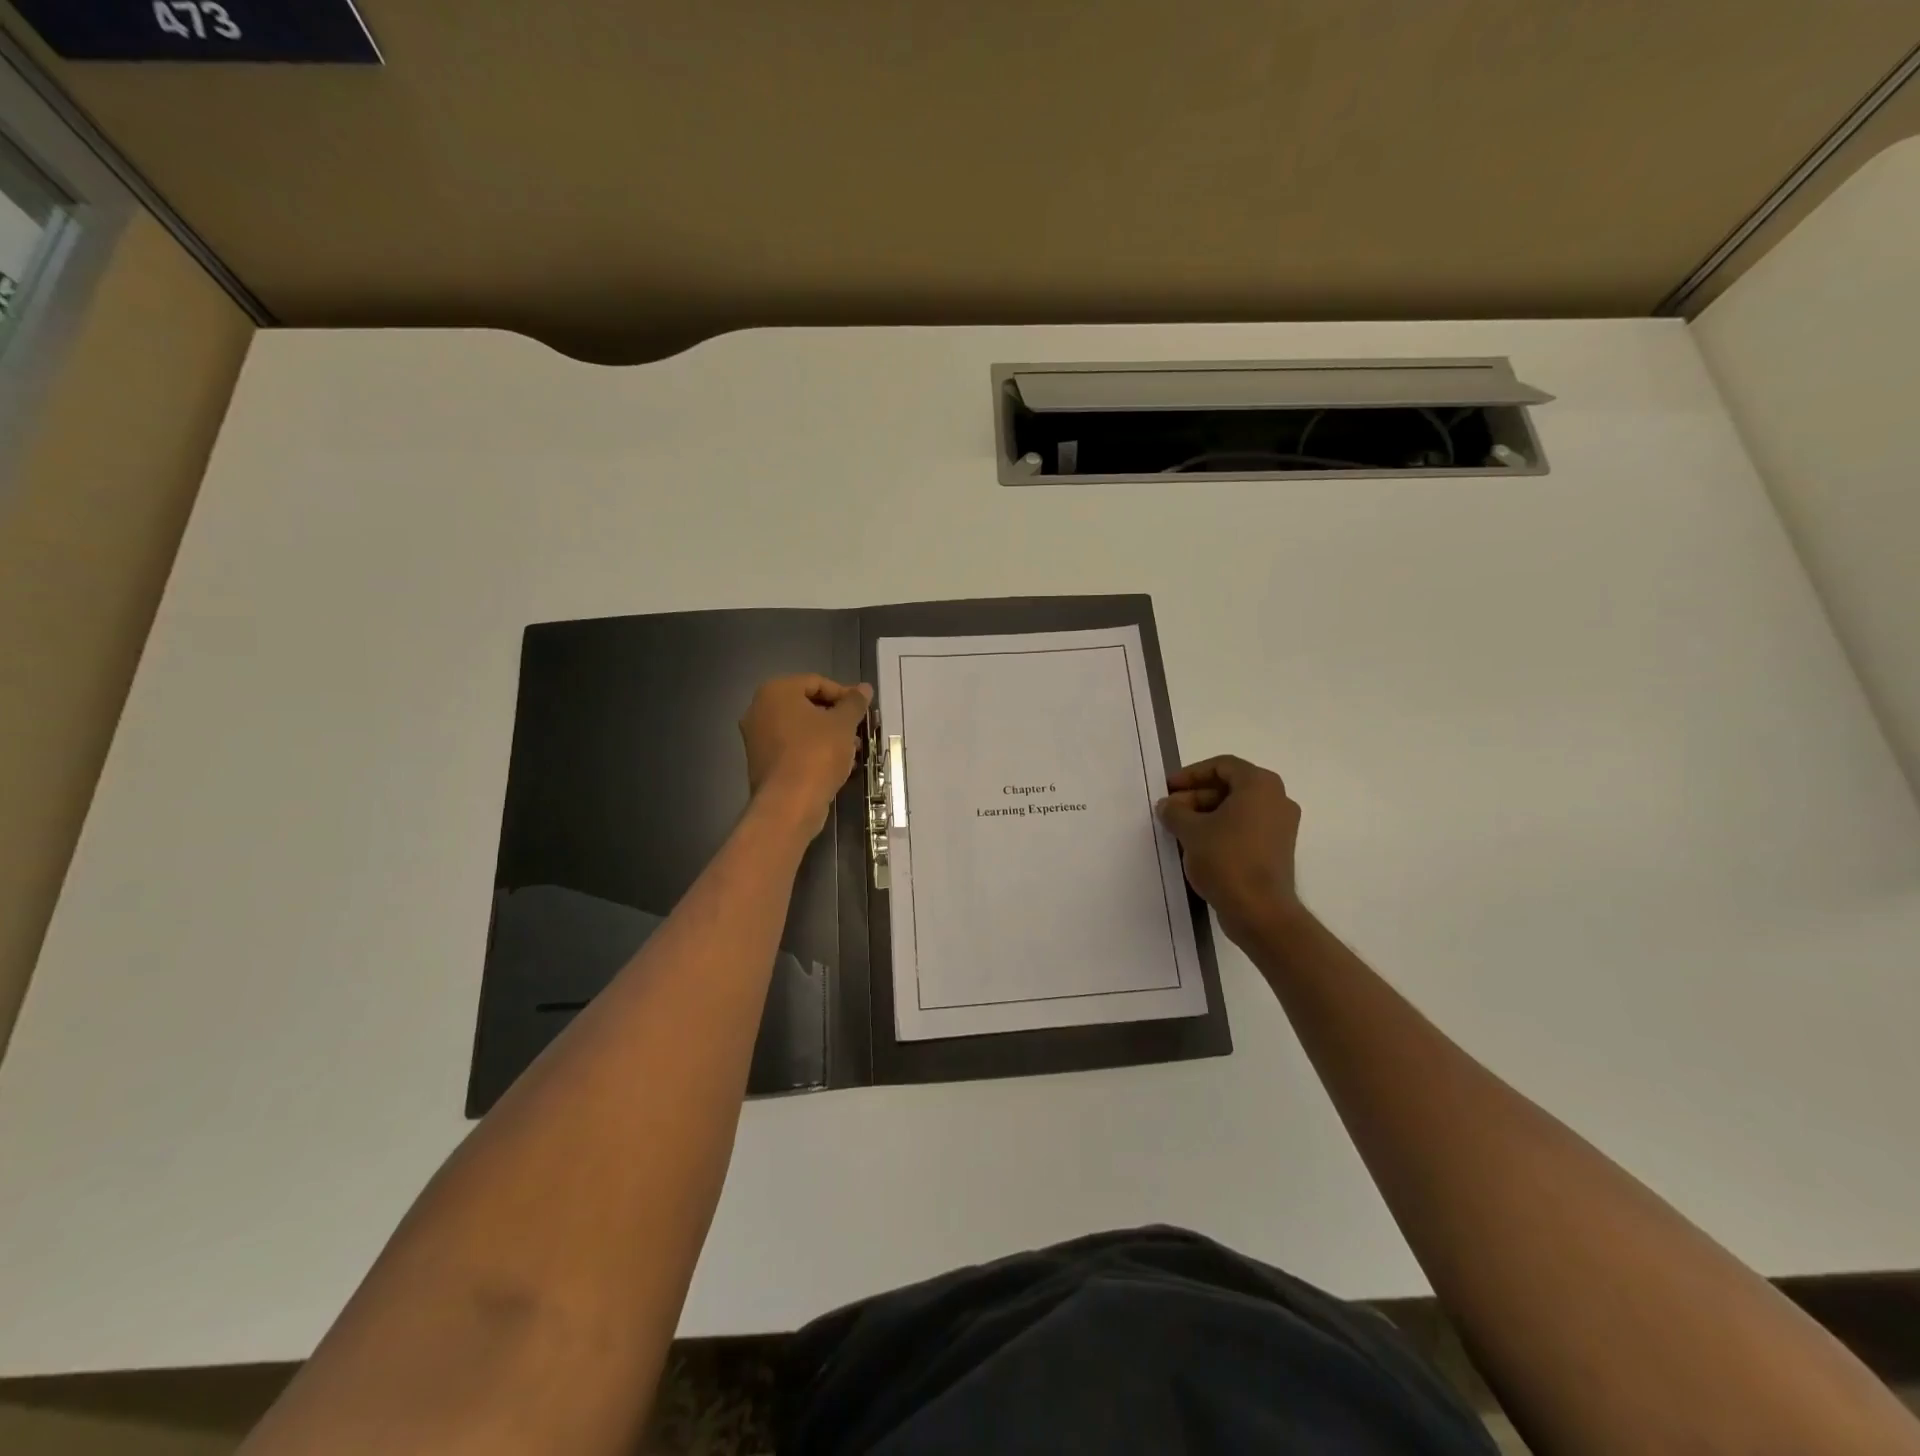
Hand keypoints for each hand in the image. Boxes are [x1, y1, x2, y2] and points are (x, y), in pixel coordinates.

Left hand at [739, 675, 871, 836]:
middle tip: (858, 730)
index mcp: (776, 691)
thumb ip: (854, 703)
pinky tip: (835, 766)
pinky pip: (792, 748)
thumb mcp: (843, 724)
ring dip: (827, 736)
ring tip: (852, 751)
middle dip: (836, 717)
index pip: (816, 682)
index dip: (844, 694)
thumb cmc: (817, 754)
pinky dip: (813, 751)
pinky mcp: (762, 762)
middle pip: (806, 705)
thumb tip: (864, 688)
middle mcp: (759, 710)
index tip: (863, 711)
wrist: (789, 804)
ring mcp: (757, 738)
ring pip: (800, 729)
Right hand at [1156, 755, 1303, 943]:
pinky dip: (1222, 830)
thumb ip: (1174, 811)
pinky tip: (1198, 846)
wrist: (1260, 911)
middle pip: (1230, 786)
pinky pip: (1246, 828)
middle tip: (1170, 811)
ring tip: (1179, 830)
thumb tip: (1167, 805)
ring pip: (1237, 809)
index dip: (1190, 774)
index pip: (1222, 765)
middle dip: (1196, 796)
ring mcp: (1281, 826)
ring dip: (1206, 814)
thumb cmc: (1226, 860)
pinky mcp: (1277, 849)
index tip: (1168, 789)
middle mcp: (1277, 799)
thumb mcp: (1191, 831)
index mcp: (1260, 785)